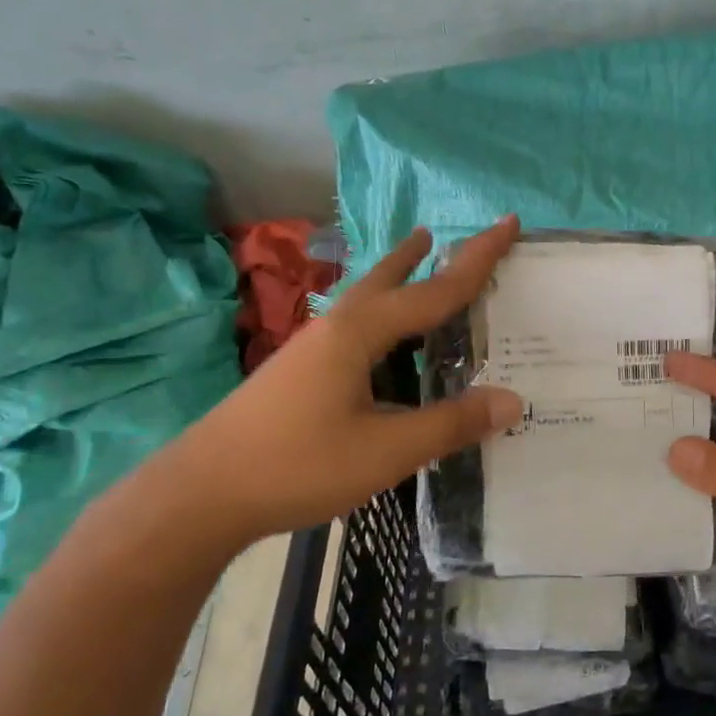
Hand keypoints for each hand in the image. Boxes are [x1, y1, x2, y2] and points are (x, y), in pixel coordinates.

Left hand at [172, 218, 523, 542]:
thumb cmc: (298, 465)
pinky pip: (356, 325)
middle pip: (390, 277)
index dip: (477, 258)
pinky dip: (383, 315)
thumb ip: (450, 424)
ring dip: (398, 278)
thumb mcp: (387, 451)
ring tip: (419, 262)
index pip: (435, 288)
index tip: (509, 222)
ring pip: (367, 298)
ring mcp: (313, 346)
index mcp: (361, 332)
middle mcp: (337, 326)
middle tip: (448, 236)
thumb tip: (513, 401)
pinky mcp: (300, 369)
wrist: (202, 493)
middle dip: (424, 255)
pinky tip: (384, 342)